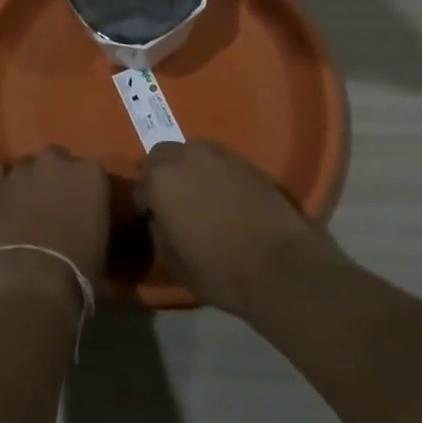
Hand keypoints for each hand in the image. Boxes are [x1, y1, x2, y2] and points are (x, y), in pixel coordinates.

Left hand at [0, 149, 109, 302]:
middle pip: (58, 161)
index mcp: (90, 173)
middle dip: (57, 179)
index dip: (87, 192)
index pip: (92, 172)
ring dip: (29, 182)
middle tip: (56, 210)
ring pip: (27, 165)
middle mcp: (56, 161)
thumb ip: (96, 222)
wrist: (32, 284)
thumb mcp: (103, 248)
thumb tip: (87, 227)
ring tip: (26, 209)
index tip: (85, 211)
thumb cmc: (78, 273)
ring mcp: (22, 170)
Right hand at [137, 139, 339, 319]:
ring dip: (188, 168)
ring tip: (199, 194)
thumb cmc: (220, 270)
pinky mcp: (245, 161)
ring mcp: (217, 154)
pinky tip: (225, 196)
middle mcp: (184, 156)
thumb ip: (158, 232)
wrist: (281, 266)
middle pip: (161, 157)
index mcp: (160, 180)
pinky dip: (214, 172)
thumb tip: (158, 219)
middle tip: (172, 202)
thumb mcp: (173, 262)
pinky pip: (218, 160)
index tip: (151, 220)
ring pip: (191, 152)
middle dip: (162, 175)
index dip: (144, 204)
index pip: (140, 186)